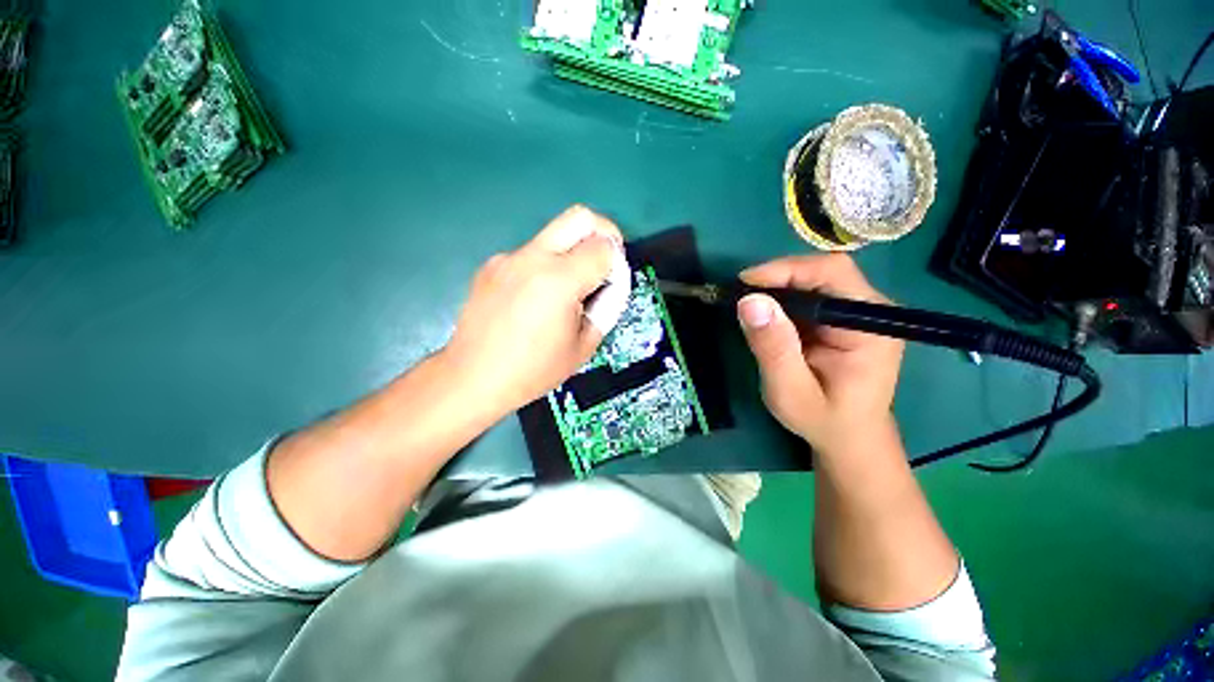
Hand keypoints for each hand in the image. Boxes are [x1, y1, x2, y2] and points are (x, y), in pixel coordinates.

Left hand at [443, 205, 629, 418]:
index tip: (612, 283)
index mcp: (559, 281)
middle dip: (603, 232)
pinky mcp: (492, 264)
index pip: (604, 247)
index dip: (616, 263)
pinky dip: (545, 266)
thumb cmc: (534, 369)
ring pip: (554, 234)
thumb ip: (606, 308)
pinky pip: (531, 253)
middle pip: (579, 217)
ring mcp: (509, 258)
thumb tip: (611, 284)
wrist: (473, 378)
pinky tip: (534, 299)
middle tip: (604, 262)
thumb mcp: (584, 346)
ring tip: (565, 292)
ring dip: (572, 252)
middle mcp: (533, 258)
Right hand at [736, 254, 904, 458]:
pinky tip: (766, 316)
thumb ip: (773, 347)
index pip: (833, 273)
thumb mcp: (790, 390)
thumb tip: (749, 300)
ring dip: (778, 288)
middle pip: (824, 271)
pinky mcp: (842, 319)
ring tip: (748, 306)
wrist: (849, 440)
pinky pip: (810, 296)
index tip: (745, 283)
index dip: (787, 270)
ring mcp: (857, 313)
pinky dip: (782, 300)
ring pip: (815, 280)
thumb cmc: (823, 421)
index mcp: (869, 327)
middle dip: (778, 278)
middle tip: (741, 296)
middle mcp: (870, 311)